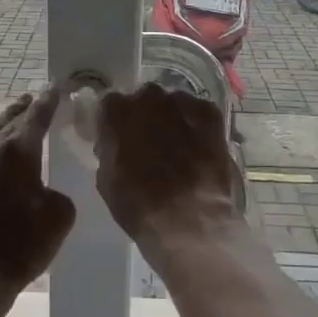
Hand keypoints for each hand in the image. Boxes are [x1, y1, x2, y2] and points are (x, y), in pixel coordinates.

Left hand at [0, 90, 74, 292]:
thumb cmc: (23, 244)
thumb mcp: (60, 215)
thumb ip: (56, 189)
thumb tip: (43, 189)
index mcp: (17, 149)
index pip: (37, 115)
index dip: (49, 100)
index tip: (55, 88)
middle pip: (8, 120)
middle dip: (23, 110)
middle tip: (33, 101)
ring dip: (1, 133)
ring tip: (11, 130)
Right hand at [93, 83, 239, 255]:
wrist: (189, 218)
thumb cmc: (139, 205)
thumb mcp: (106, 180)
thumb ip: (109, 151)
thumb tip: (116, 145)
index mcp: (118, 112)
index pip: (110, 106)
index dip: (114, 124)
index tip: (118, 140)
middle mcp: (149, 98)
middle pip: (143, 101)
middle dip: (144, 117)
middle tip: (149, 144)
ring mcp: (183, 102)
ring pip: (173, 104)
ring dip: (172, 120)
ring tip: (178, 148)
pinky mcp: (211, 114)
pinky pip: (198, 113)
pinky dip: (196, 126)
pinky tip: (198, 148)